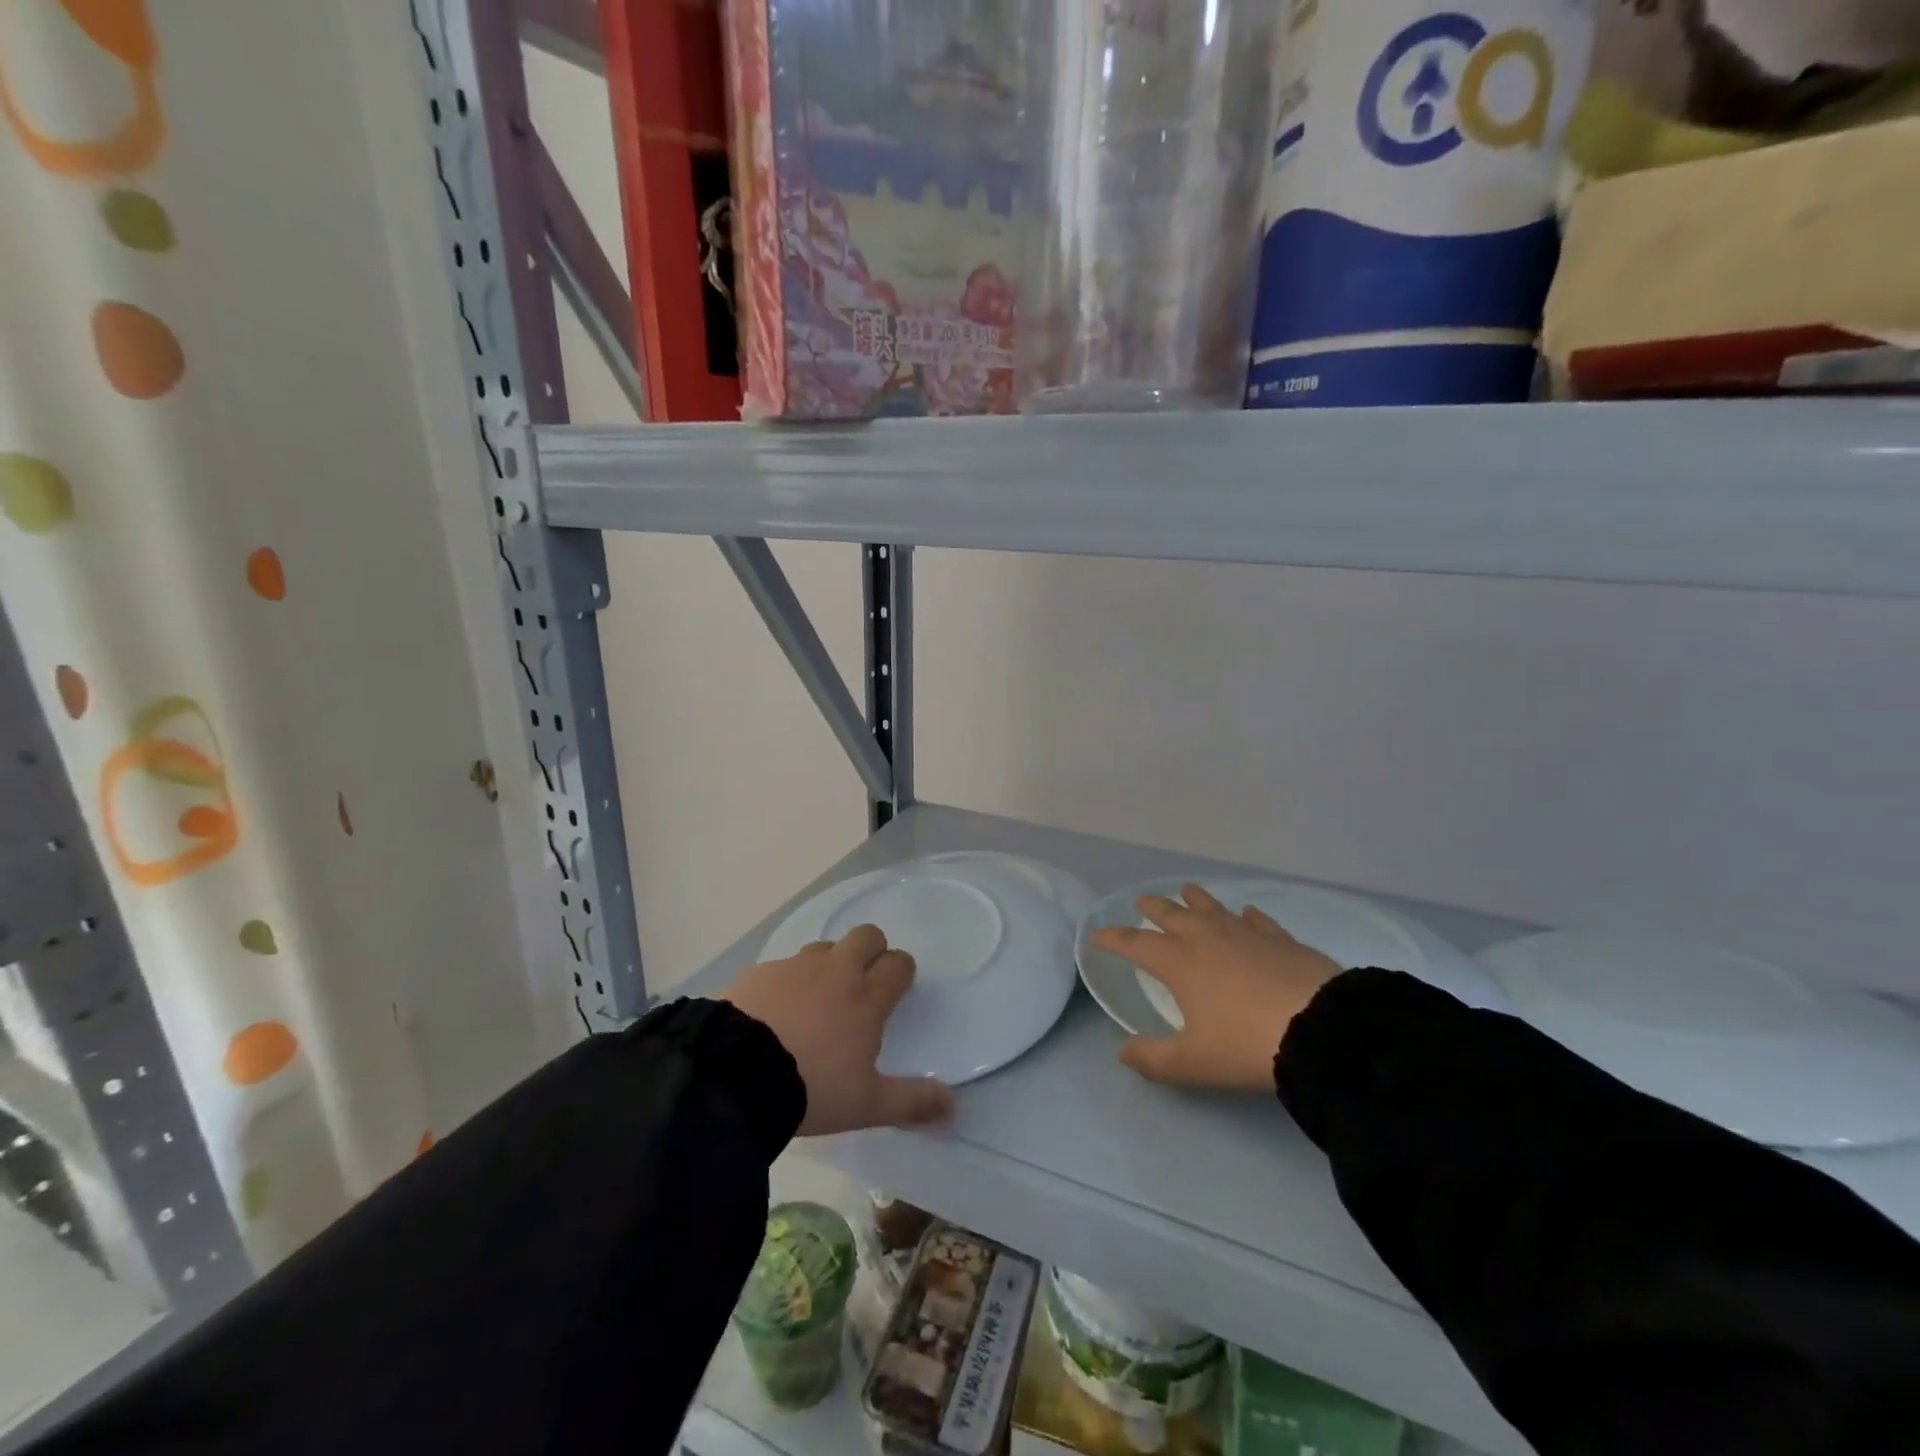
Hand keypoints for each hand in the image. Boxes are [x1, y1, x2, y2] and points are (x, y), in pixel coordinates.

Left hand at [724, 924, 954, 1135]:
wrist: (734, 1076)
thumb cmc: (811, 1087)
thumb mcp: (866, 1105)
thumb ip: (911, 1102)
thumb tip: (953, 1106)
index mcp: (866, 997)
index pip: (898, 963)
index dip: (901, 971)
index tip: (898, 988)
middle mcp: (836, 971)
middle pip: (866, 936)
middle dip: (871, 951)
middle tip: (863, 983)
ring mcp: (795, 967)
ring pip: (823, 948)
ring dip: (828, 965)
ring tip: (816, 1001)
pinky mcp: (758, 972)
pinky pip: (782, 966)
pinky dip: (786, 982)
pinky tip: (774, 1013)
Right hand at [1091, 884, 1338, 1090]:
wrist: (1319, 1028)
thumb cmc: (1245, 1045)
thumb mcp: (1192, 1063)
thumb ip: (1152, 1059)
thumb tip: (1122, 1052)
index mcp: (1179, 963)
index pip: (1136, 944)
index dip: (1114, 938)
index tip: (1098, 934)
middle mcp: (1206, 938)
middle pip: (1171, 915)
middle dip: (1152, 908)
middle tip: (1142, 902)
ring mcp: (1245, 934)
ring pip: (1212, 908)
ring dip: (1194, 899)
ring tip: (1186, 891)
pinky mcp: (1280, 939)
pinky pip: (1257, 920)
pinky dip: (1246, 915)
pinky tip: (1247, 913)